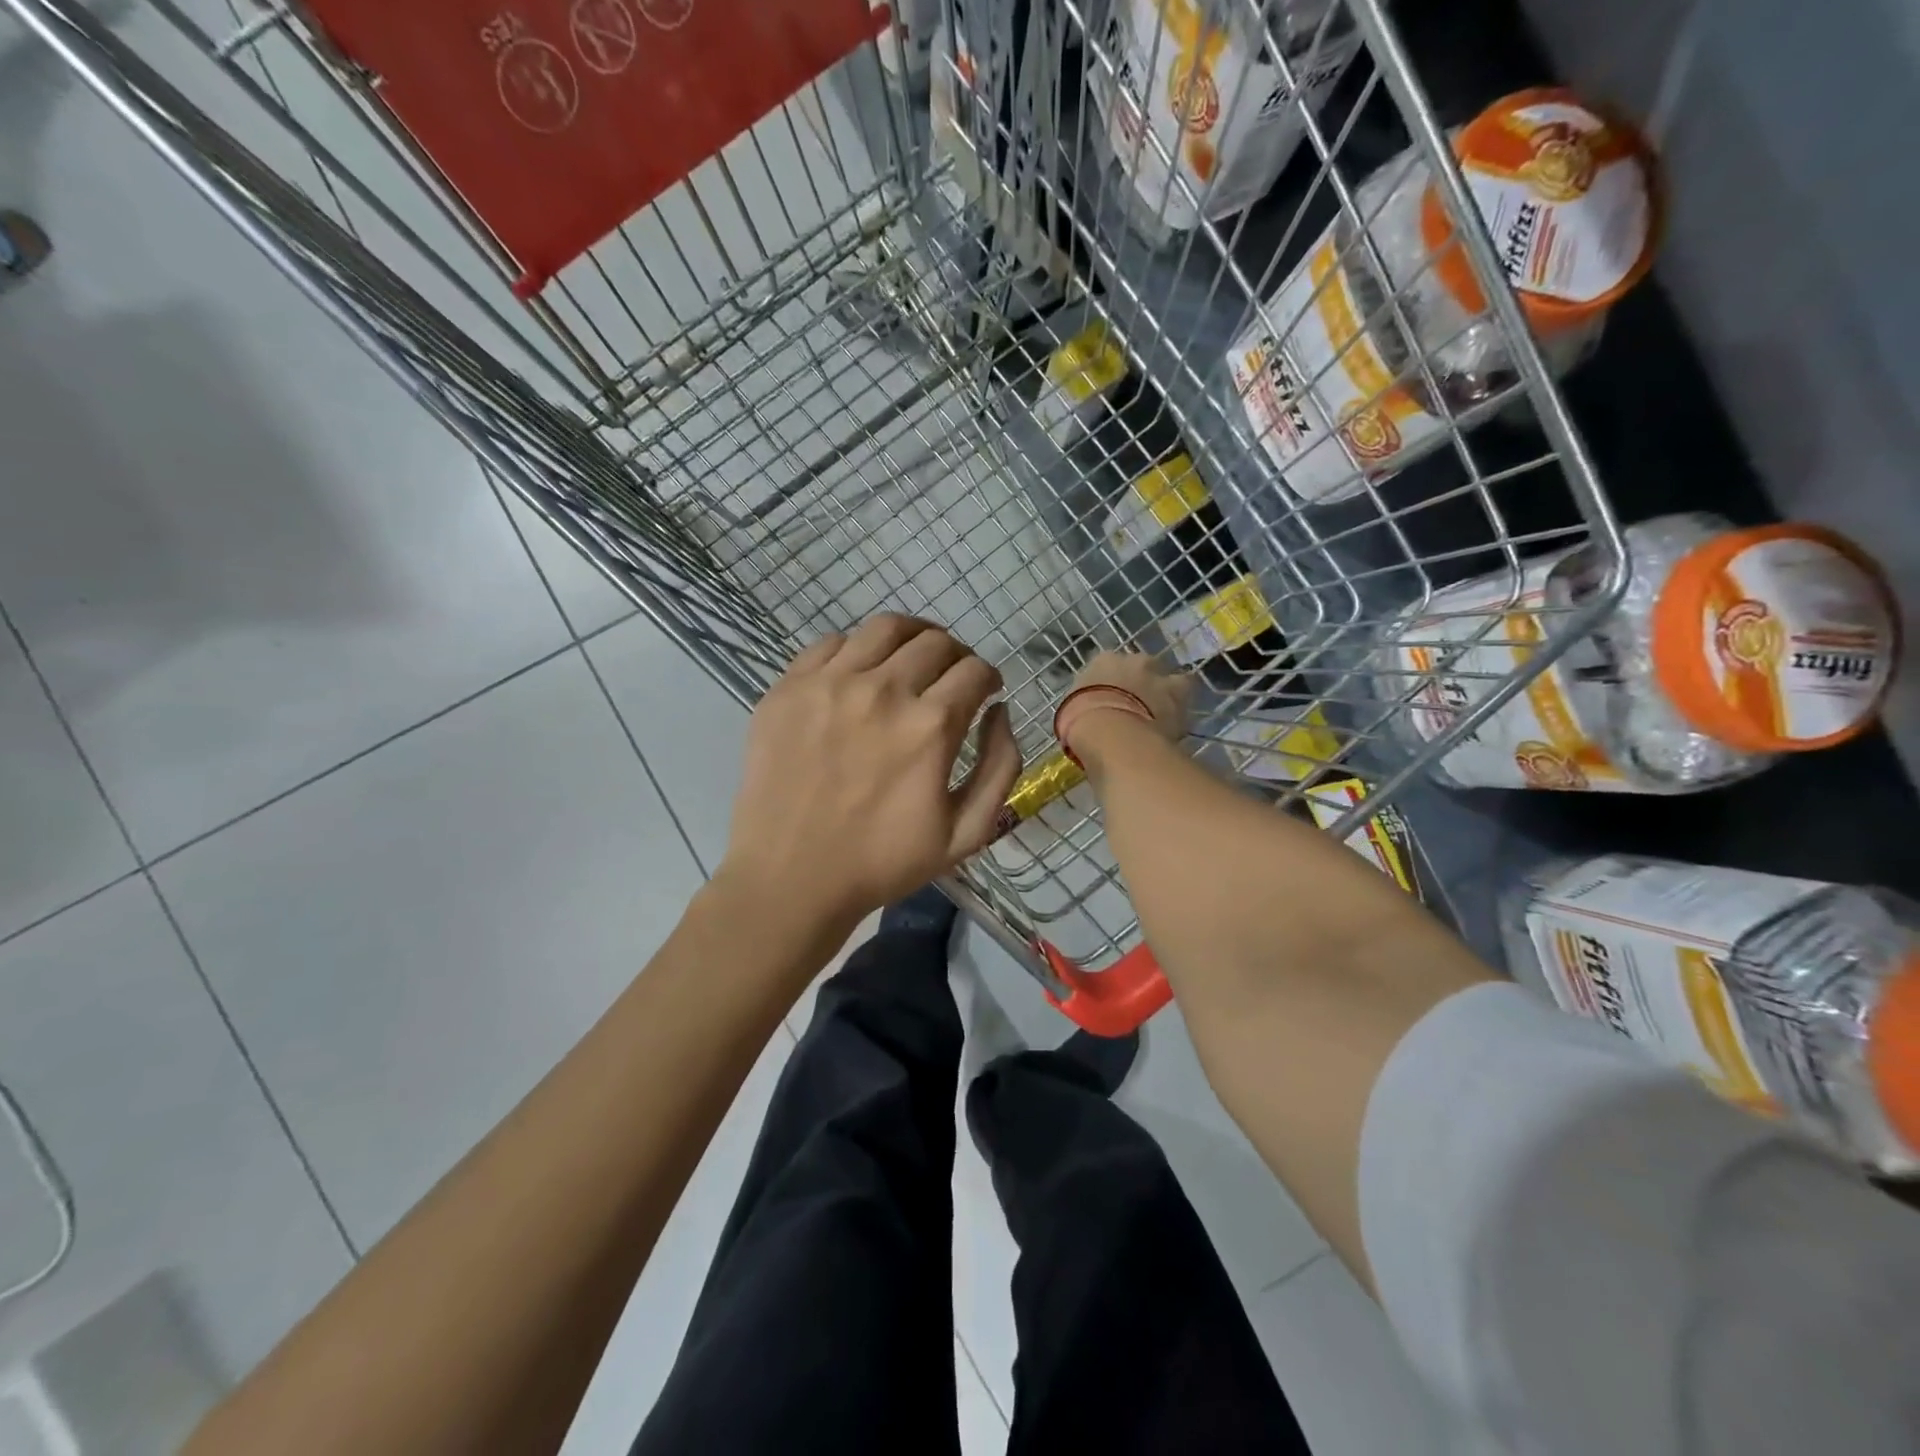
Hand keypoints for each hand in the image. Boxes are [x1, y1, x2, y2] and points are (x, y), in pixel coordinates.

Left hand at [718, 615, 1024, 928]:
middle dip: (956, 656)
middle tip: (951, 678)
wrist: (791, 879)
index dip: (989, 677)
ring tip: (910, 659)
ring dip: (911, 637)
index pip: (975, 670)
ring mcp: (830, 683)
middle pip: (935, 641)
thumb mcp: (967, 833)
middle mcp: (883, 690)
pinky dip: (857, 649)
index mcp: (930, 726)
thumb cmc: (883, 863)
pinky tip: (860, 673)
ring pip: (885, 627)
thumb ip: (1000, 766)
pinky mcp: (789, 688)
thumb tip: (1000, 711)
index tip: (985, 691)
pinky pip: (831, 643)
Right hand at [1061, 651, 1191, 750]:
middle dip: (1144, 683)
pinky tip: (1177, 728)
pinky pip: (1186, 698)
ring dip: (1170, 694)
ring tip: (1165, 717)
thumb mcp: (1071, 711)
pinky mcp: (1181, 692)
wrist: (1110, 729)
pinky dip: (1182, 711)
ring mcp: (1159, 673)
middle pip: (1144, 667)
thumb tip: (1091, 716)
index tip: (1112, 699)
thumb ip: (1085, 706)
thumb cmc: (1080, 720)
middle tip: (1141, 707)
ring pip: (1172, 679)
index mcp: (1102, 661)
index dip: (1113, 682)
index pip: (1108, 664)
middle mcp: (1133, 660)